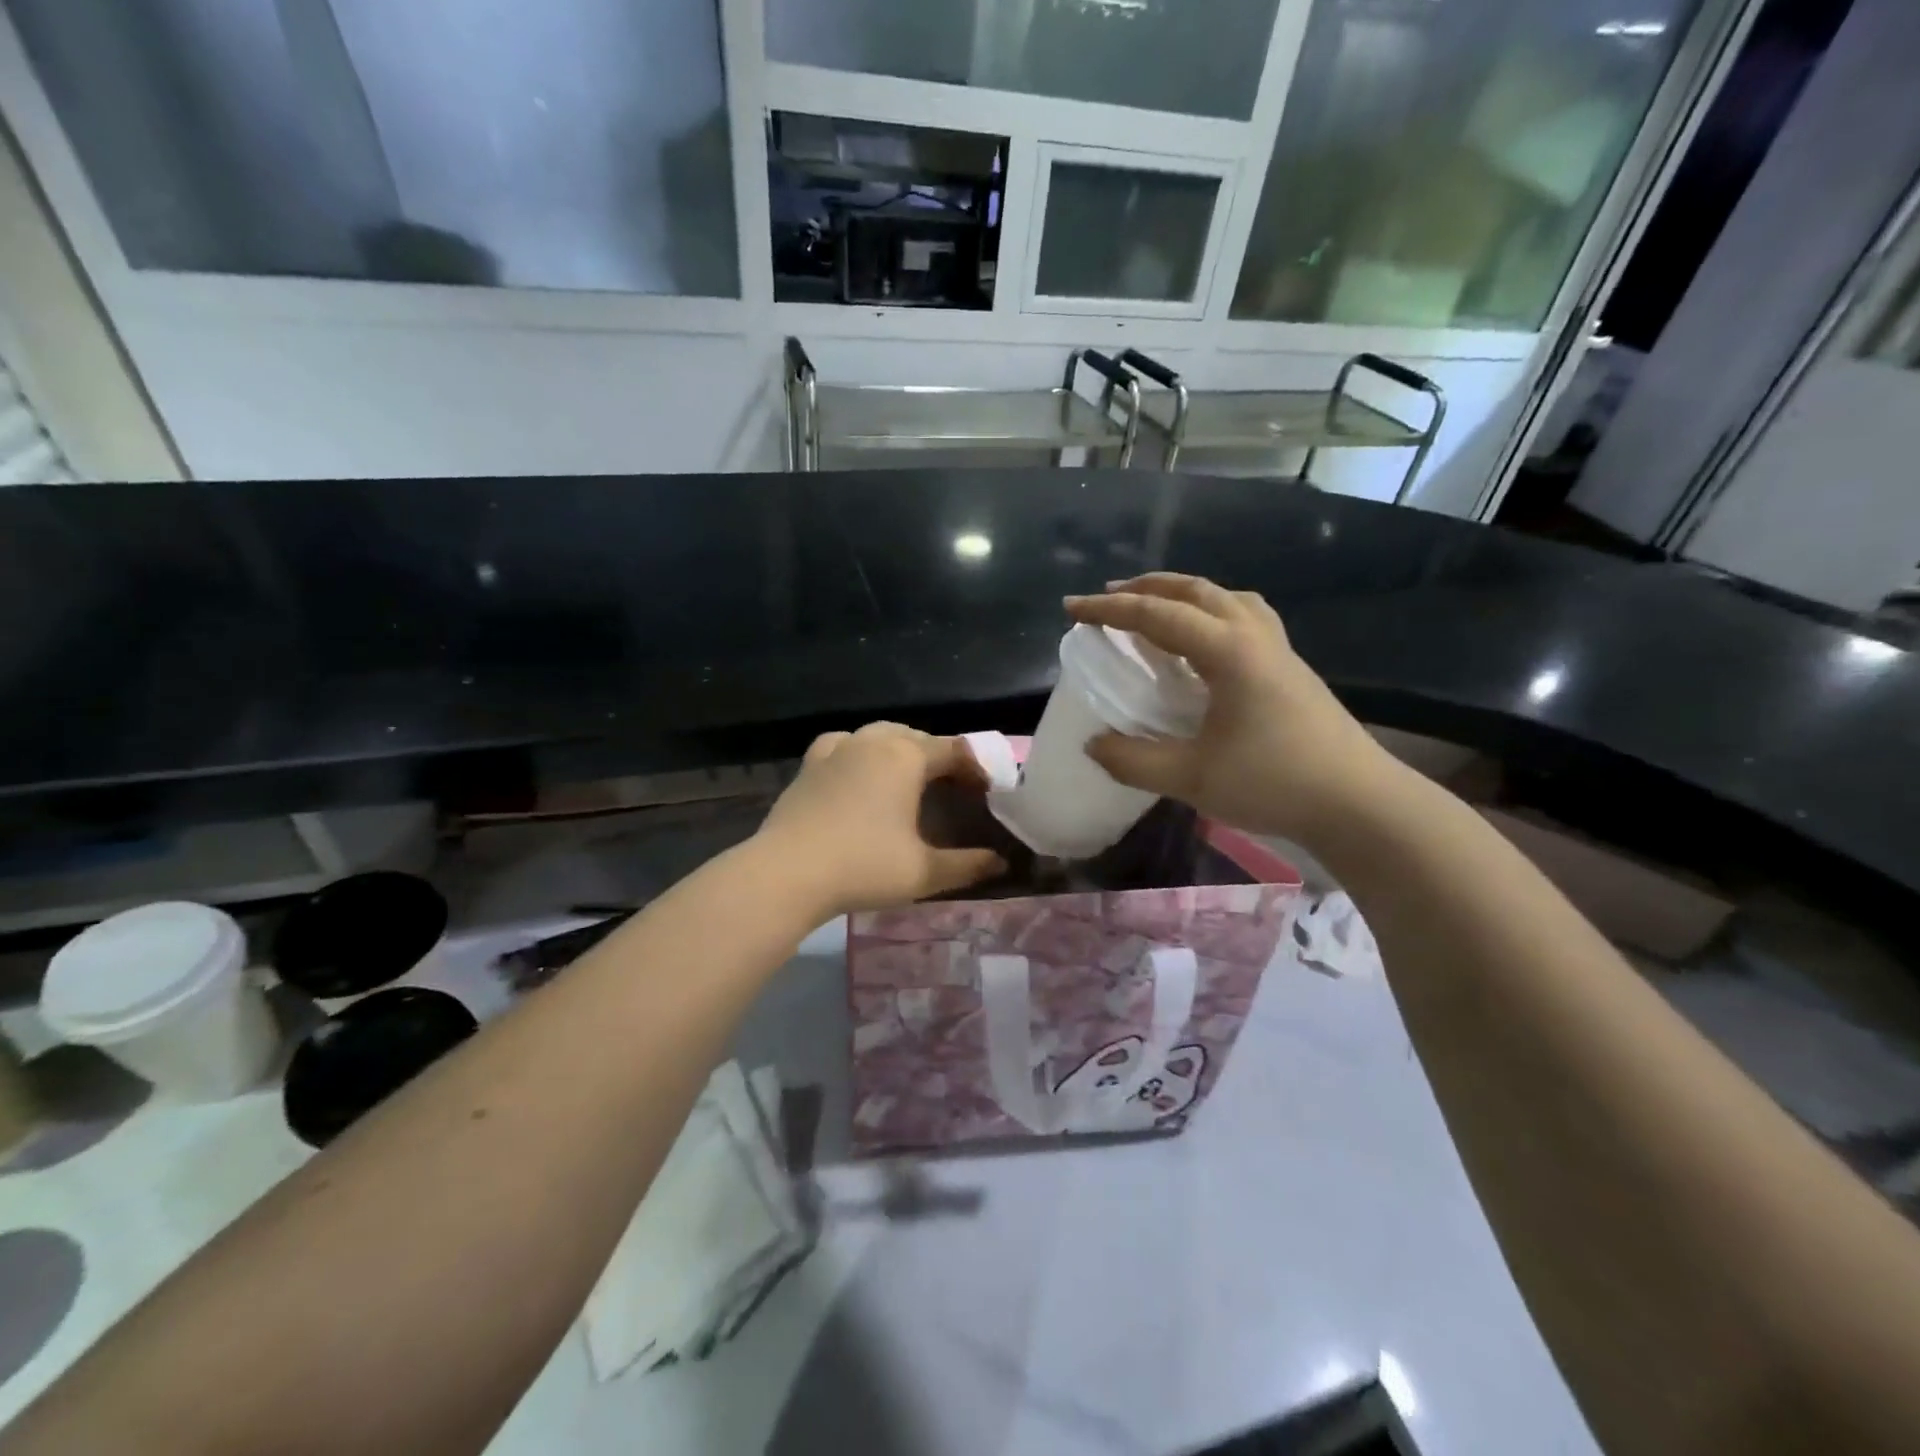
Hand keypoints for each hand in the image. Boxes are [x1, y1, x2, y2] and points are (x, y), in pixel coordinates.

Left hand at [756, 722, 1006, 916]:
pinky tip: (858, 770)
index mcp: (906, 757)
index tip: (987, 792)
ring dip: (901, 749)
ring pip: (879, 735)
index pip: (954, 751)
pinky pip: (843, 744)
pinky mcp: (810, 764)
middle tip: (952, 788)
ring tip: (909, 777)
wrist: (787, 873)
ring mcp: (837, 749)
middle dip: (940, 757)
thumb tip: (1001, 864)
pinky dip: (859, 751)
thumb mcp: (924, 872)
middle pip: (917, 737)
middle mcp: (873, 741)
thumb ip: (968, 865)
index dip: (976, 768)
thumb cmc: (863, 867)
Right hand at [1064, 574, 1398, 844]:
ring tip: (1157, 609)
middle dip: (1148, 588)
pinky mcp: (1292, 670)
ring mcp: (1279, 650)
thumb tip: (1093, 746)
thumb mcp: (1192, 777)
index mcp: (1228, 651)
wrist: (1360, 804)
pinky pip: (1245, 619)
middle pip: (1196, 591)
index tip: (1071, 610)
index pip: (1157, 616)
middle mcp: (1254, 636)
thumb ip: (1134, 760)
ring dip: (1184, 595)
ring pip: (1226, 599)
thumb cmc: (1274, 783)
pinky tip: (1205, 644)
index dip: (1109, 610)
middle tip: (1111, 597)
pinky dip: (1212, 614)